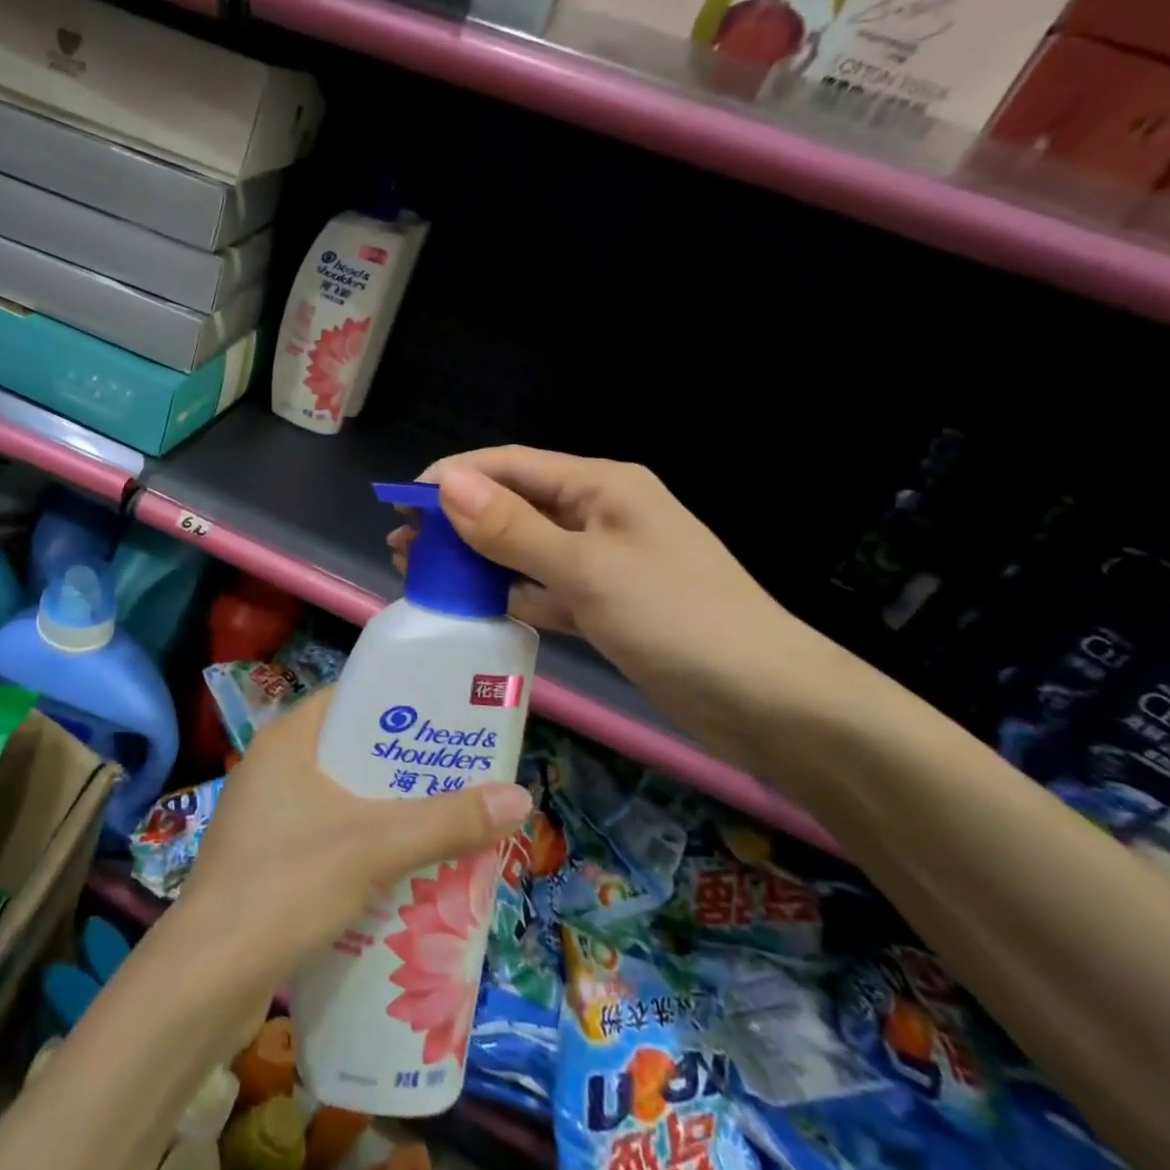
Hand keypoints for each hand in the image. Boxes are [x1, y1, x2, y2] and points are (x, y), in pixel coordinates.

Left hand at [178, 686, 531, 995]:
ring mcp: (264, 816)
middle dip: (403, 770)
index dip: (399, 707)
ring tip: (442, 826)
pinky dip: (361, 847)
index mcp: (287, 740)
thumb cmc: (288, 882)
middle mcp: (272, 767)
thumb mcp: (375, 846)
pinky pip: (324, 837)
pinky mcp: (264, 860)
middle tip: (459, 780)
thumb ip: (446, 822)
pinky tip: (398, 874)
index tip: (447, 722)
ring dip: (385, 813)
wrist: (208, 975)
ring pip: (339, 800)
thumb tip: (520, 797)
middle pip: (350, 753)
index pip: (350, 700)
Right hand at [387, 447, 836, 754]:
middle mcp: (600, 514)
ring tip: (420, 572)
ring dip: (476, 557)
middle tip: (401, 545)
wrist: (769, 704)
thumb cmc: (677, 619)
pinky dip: (508, 593)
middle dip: (457, 520)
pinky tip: (471, 605)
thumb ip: (512, 529)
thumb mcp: (586, 569)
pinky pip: (543, 588)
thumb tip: (446, 485)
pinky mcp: (606, 605)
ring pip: (524, 549)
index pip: (511, 465)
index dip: (453, 477)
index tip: (400, 502)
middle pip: (514, 505)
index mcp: (601, 486)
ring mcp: (604, 561)